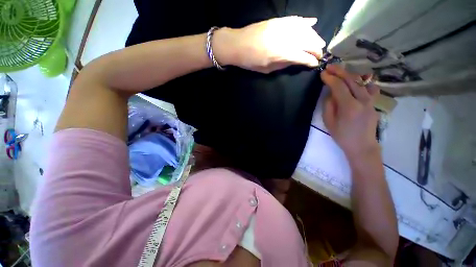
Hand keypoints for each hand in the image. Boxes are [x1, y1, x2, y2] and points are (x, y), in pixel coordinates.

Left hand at [213, 16, 325, 72]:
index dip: (312, 61)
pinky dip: (305, 21)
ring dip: (315, 36)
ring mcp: (281, 27)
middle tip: (319, 54)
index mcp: (283, 53)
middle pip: (309, 42)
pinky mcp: (277, 20)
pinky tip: (312, 21)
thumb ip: (286, 64)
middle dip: (317, 49)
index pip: (305, 57)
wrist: (234, 43)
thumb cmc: (250, 60)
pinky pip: (294, 19)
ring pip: (305, 30)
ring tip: (319, 41)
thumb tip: (300, 61)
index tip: (315, 63)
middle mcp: (285, 38)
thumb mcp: (268, 69)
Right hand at [321, 64, 380, 159]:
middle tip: (329, 67)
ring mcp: (370, 101)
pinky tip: (357, 80)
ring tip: (341, 73)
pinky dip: (361, 82)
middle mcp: (362, 100)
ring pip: (359, 81)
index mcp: (349, 106)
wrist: (363, 148)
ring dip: (348, 74)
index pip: (338, 85)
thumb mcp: (330, 124)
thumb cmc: (345, 138)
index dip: (329, 77)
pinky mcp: (373, 103)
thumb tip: (330, 92)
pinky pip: (367, 88)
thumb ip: (328, 105)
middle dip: (338, 71)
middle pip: (350, 78)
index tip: (322, 74)